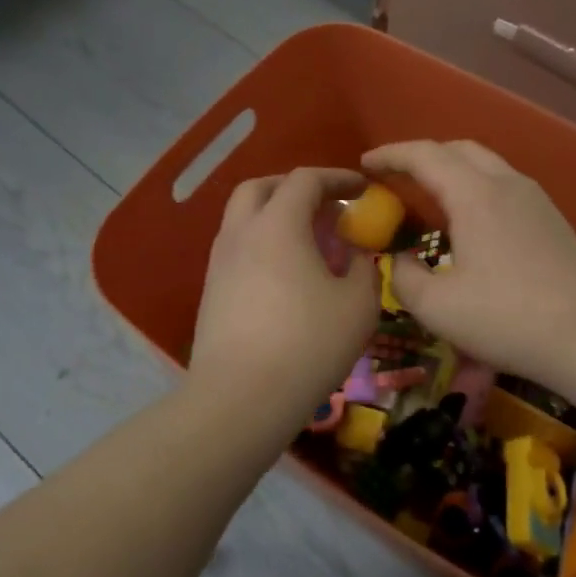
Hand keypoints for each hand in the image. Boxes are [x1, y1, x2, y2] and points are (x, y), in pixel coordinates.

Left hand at [189, 167, 379, 414]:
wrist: (241, 398)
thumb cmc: (308, 344)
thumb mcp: (359, 305)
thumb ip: (364, 268)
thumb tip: (357, 256)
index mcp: (278, 225)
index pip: (306, 180)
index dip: (338, 178)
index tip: (362, 188)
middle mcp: (241, 233)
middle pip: (261, 188)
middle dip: (295, 187)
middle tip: (325, 206)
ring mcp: (219, 263)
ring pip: (243, 219)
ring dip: (275, 216)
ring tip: (308, 242)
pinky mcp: (211, 292)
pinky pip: (238, 249)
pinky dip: (263, 245)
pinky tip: (286, 276)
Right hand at [361, 140, 575, 386]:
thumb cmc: (509, 318)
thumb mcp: (438, 307)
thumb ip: (405, 277)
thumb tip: (402, 260)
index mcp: (475, 194)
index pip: (424, 154)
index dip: (391, 154)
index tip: (365, 163)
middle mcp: (507, 183)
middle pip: (458, 149)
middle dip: (422, 156)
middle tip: (395, 178)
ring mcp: (535, 199)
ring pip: (486, 165)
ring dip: (452, 171)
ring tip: (429, 197)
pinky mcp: (552, 219)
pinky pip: (504, 185)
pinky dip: (475, 188)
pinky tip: (469, 222)